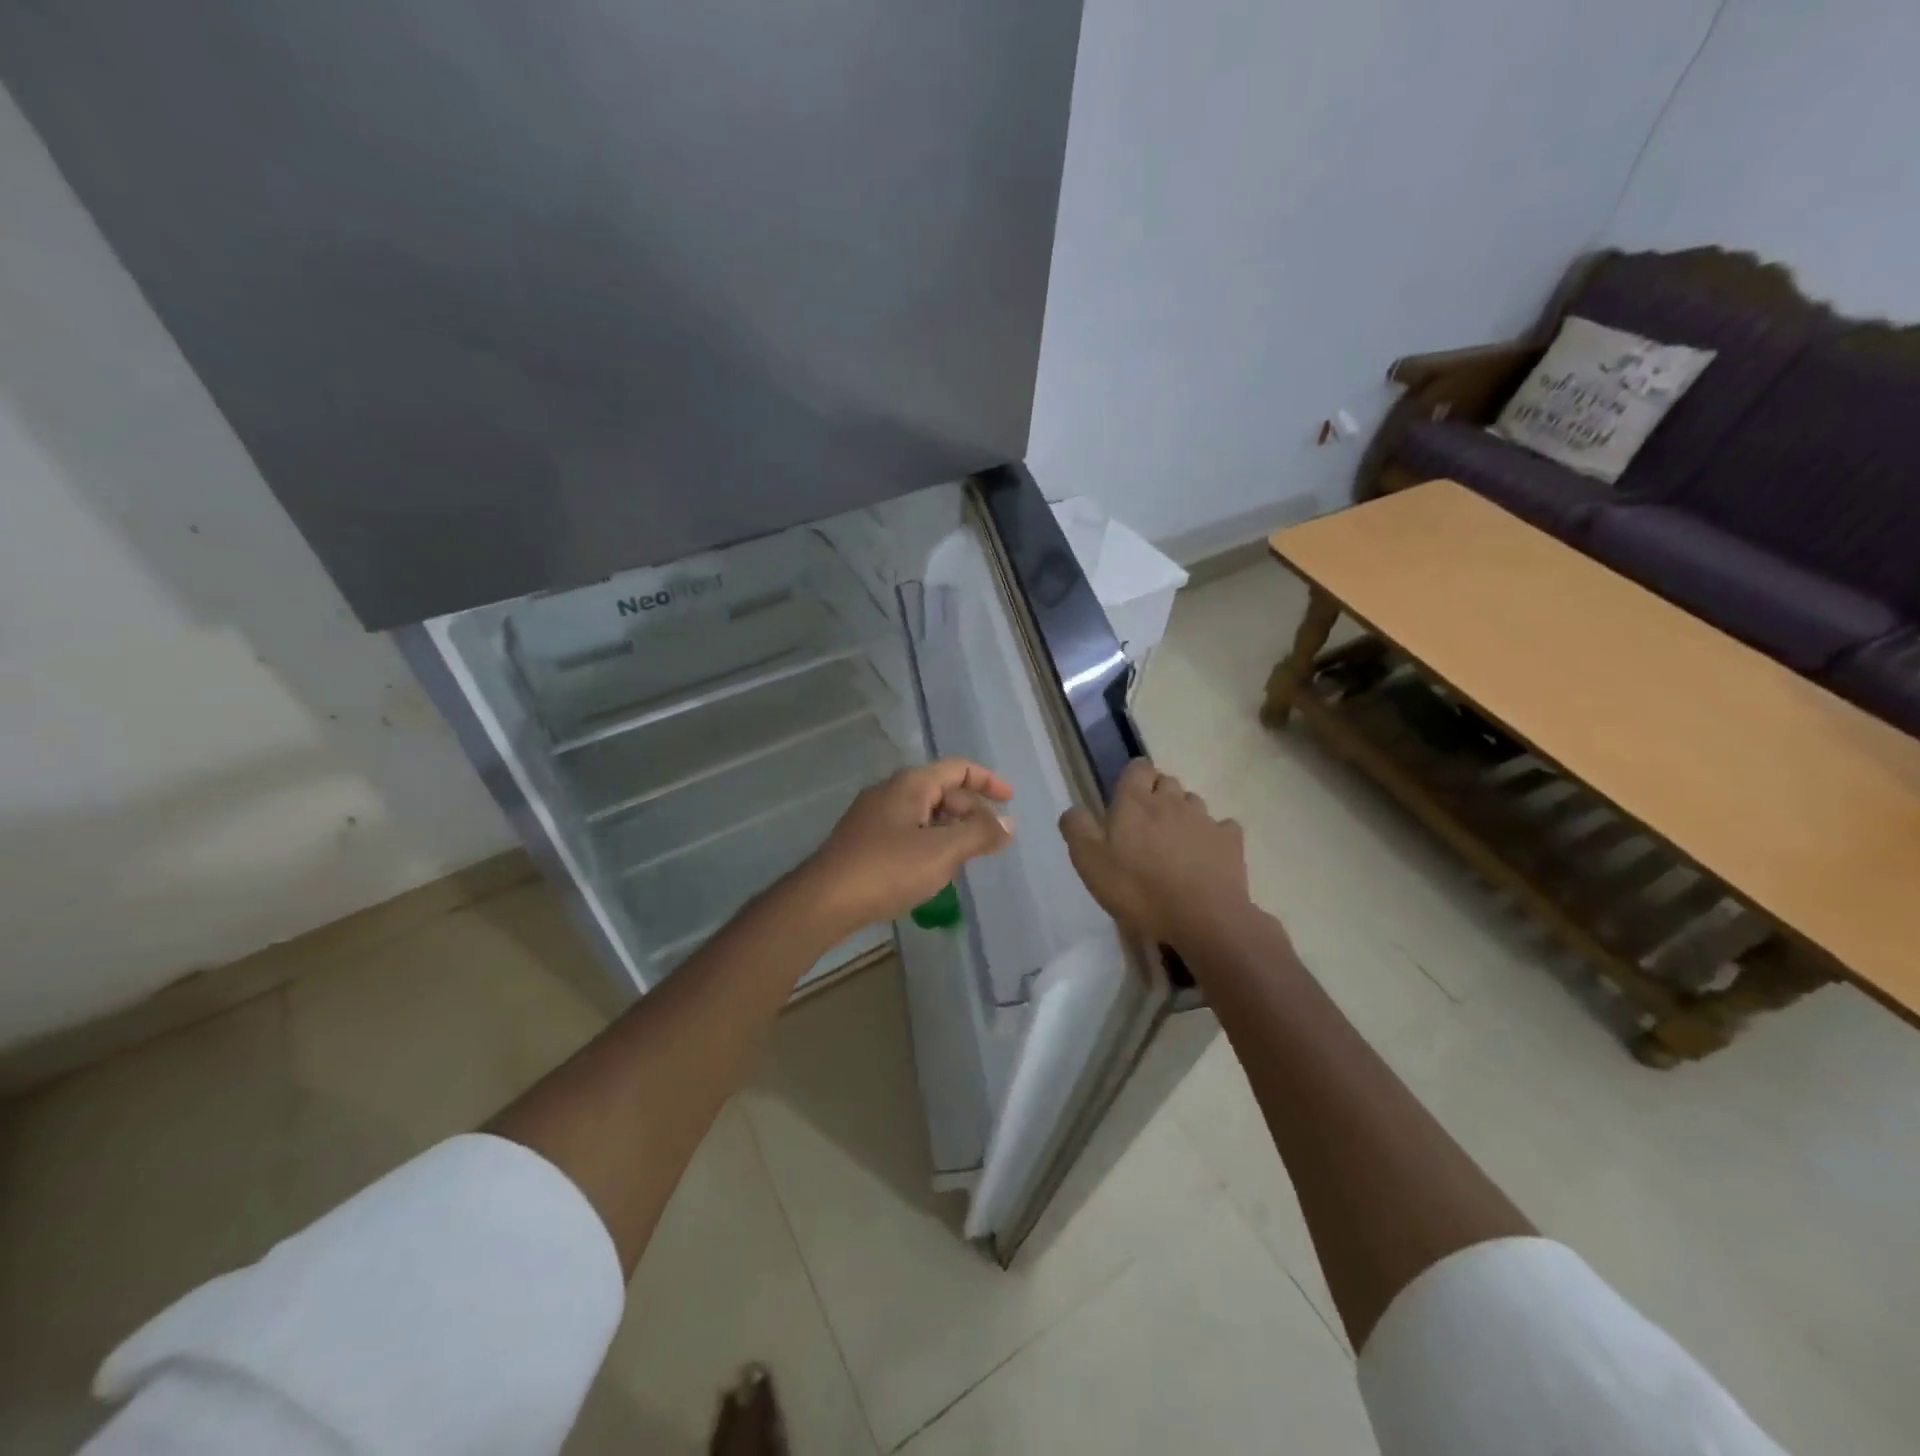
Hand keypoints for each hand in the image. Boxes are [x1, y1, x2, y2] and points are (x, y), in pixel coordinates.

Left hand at [794, 760, 1012, 939]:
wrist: (823, 900)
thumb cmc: (887, 869)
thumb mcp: (942, 851)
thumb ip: (979, 834)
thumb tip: (1007, 823)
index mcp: (910, 784)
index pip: (958, 768)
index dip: (988, 781)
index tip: (1010, 801)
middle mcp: (891, 791)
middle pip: (942, 790)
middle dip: (971, 811)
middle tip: (991, 842)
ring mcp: (874, 816)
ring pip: (925, 813)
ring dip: (952, 829)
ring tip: (968, 857)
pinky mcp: (864, 840)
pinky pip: (908, 831)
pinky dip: (931, 842)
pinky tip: (934, 869)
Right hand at [1059, 759, 1251, 946]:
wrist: (1203, 919)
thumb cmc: (1138, 889)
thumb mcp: (1090, 862)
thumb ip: (1077, 828)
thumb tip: (1074, 810)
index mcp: (1135, 801)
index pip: (1138, 767)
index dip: (1133, 778)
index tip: (1125, 799)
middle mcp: (1172, 801)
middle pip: (1166, 782)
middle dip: (1157, 795)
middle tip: (1145, 826)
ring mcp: (1205, 819)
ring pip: (1193, 803)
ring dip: (1182, 814)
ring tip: (1174, 843)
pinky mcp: (1230, 842)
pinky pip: (1221, 828)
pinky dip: (1212, 836)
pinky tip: (1205, 855)